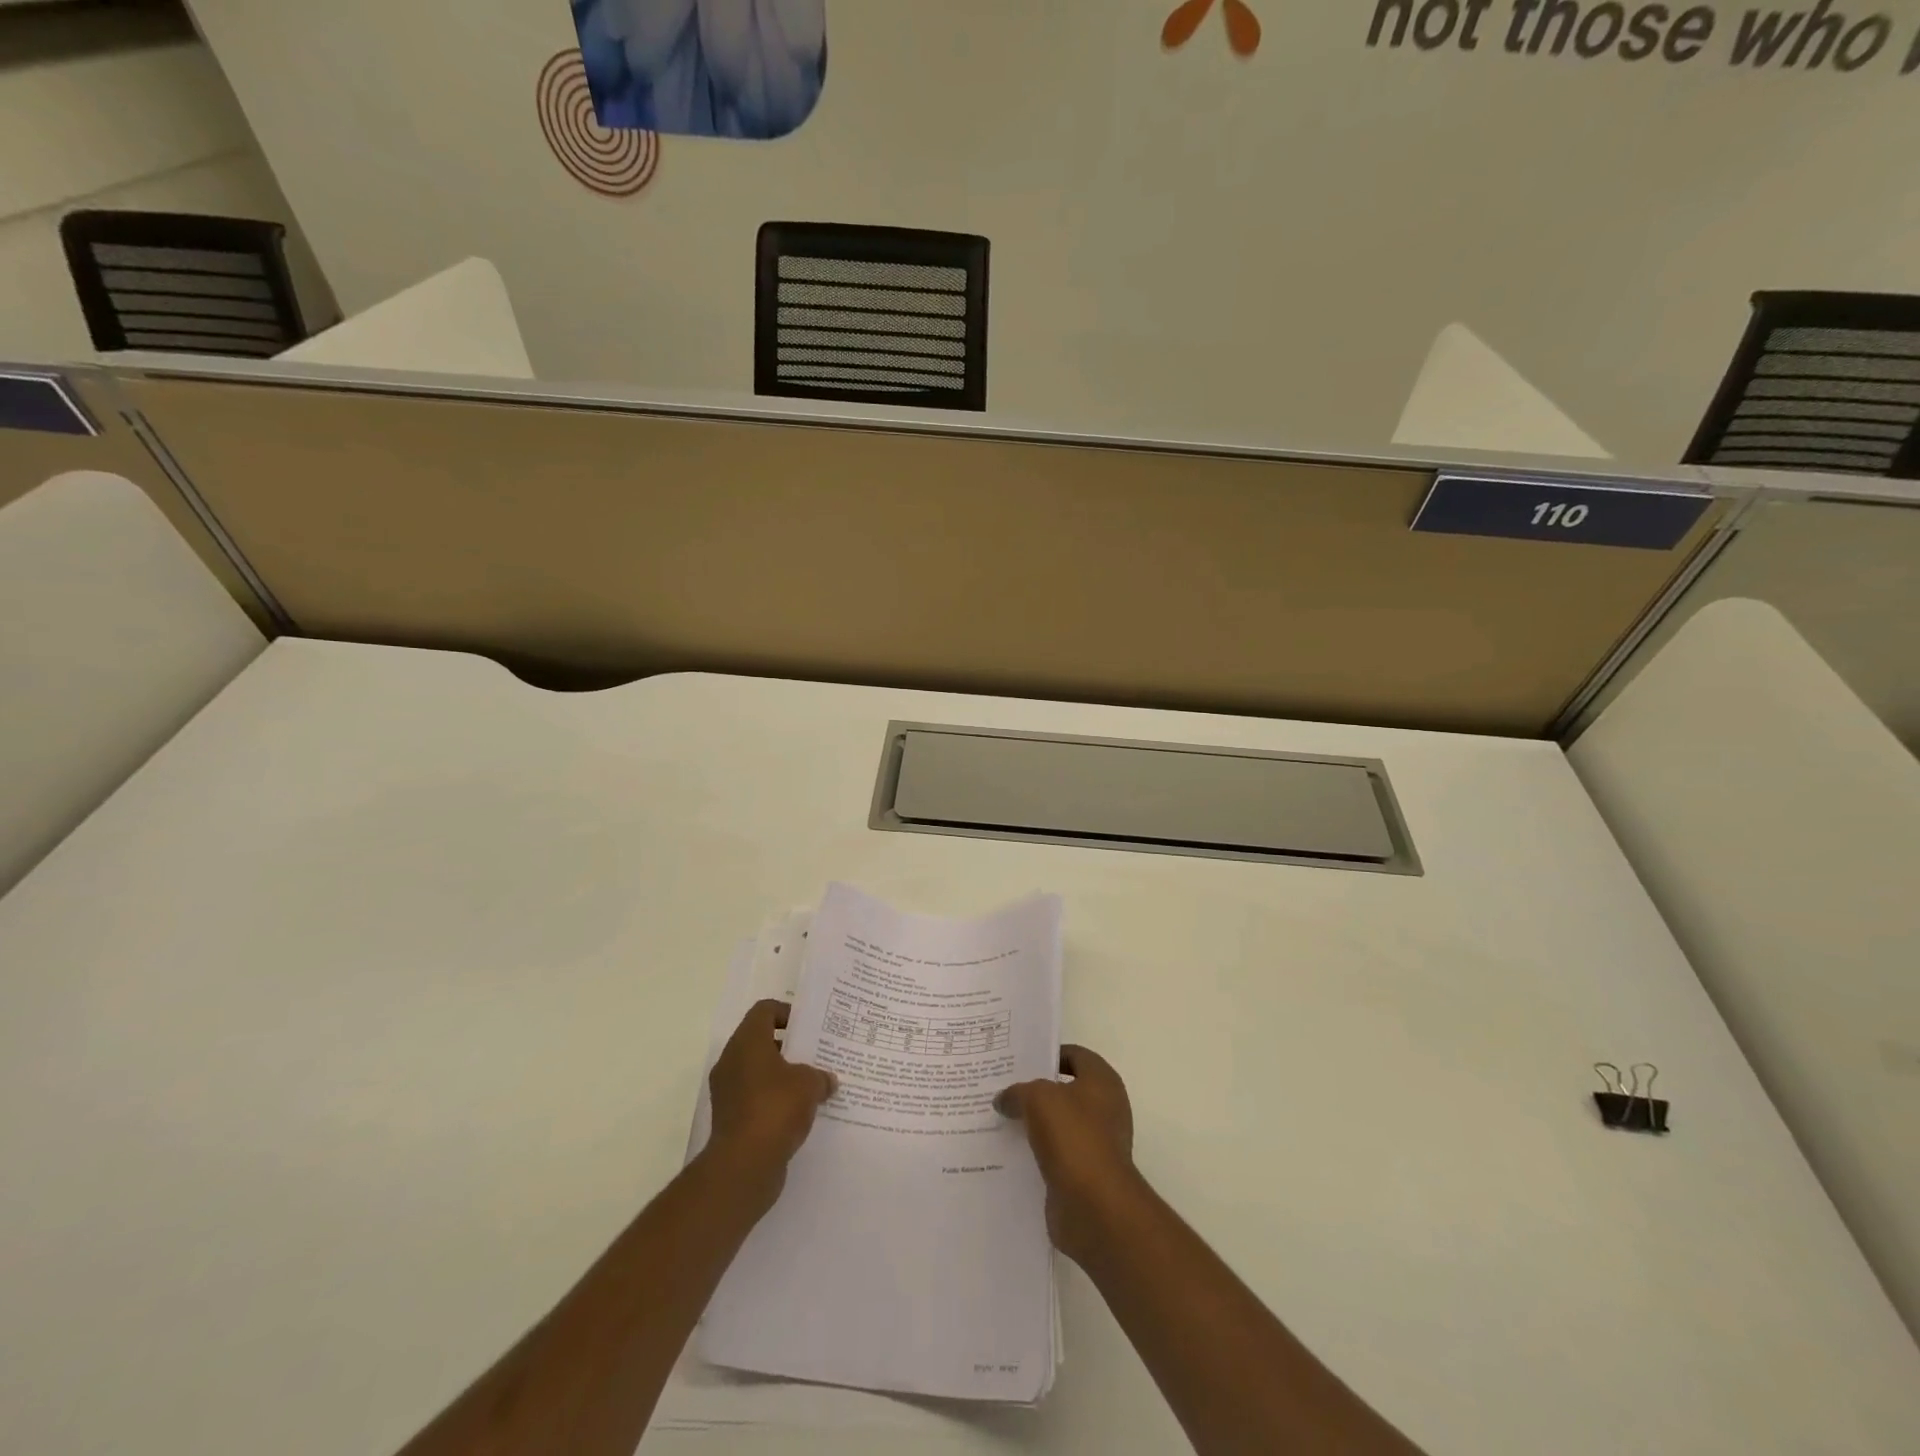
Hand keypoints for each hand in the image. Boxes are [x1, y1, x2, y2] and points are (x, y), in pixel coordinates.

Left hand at [703, 1000, 835, 1209]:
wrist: (743, 1166)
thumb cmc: (775, 1109)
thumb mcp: (809, 1084)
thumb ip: (820, 1076)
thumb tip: (827, 1080)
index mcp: (747, 1042)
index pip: (764, 1011)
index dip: (787, 1012)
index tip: (809, 1027)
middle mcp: (731, 1062)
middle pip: (761, 1041)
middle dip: (789, 1046)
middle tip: (815, 1054)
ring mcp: (728, 1092)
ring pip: (758, 1072)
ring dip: (782, 1076)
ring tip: (812, 1084)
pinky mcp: (730, 1119)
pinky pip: (755, 1098)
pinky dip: (774, 1100)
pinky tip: (799, 1112)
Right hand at [996, 1044, 1140, 1264]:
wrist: (1095, 1206)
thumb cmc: (1073, 1137)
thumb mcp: (1038, 1098)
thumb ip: (1018, 1092)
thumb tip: (1004, 1099)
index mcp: (1102, 1082)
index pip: (1074, 1055)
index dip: (1048, 1054)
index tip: (1017, 1060)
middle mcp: (1104, 1109)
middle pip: (1064, 1090)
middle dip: (1035, 1090)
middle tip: (1003, 1088)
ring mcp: (1095, 1143)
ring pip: (1058, 1124)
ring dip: (1033, 1123)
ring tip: (999, 1118)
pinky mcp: (1083, 1174)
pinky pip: (1055, 1154)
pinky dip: (1036, 1153)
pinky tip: (1008, 1151)